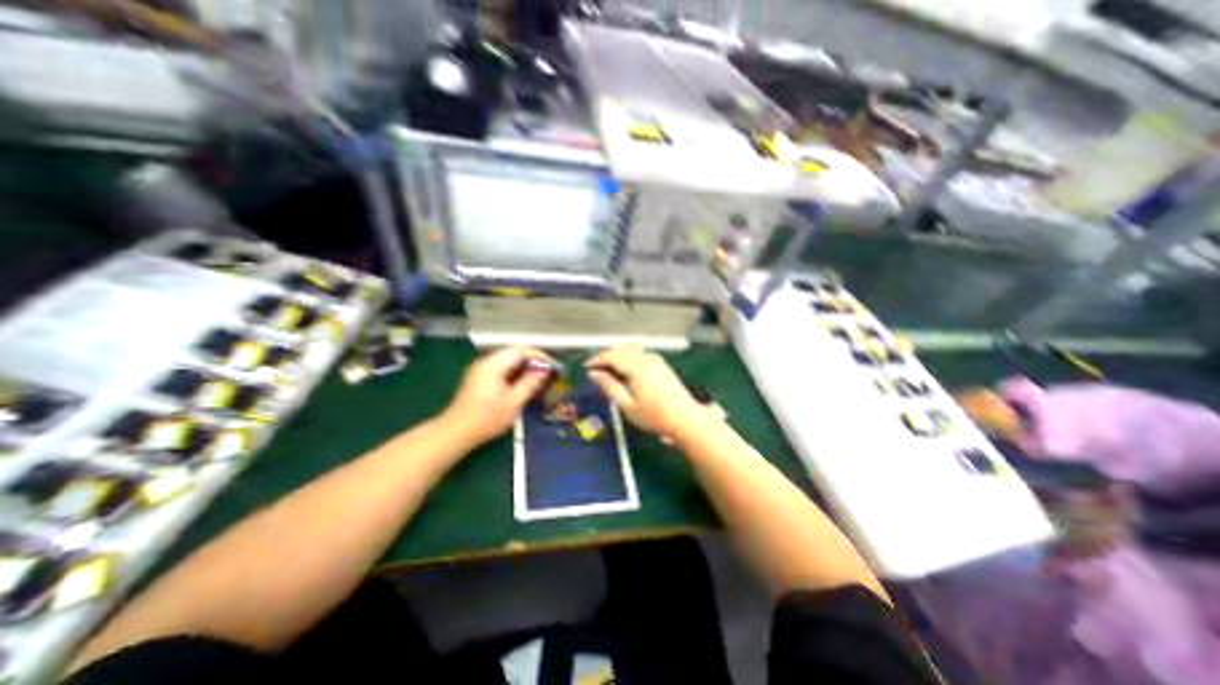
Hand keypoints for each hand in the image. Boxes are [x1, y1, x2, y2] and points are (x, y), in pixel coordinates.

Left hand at [438, 347, 554, 450]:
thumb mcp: (513, 401)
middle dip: (534, 361)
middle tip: (549, 373)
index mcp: (494, 364)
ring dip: (525, 367)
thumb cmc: (486, 418)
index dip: (540, 356)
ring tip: (540, 378)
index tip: (554, 367)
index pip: (522, 350)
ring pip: (508, 361)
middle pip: (515, 353)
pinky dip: (515, 373)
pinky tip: (523, 384)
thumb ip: (529, 383)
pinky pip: (502, 368)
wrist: (455, 432)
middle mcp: (486, 361)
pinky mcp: (479, 378)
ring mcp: (481, 369)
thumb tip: (544, 370)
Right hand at [586, 345, 710, 440]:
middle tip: (595, 370)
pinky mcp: (661, 364)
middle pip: (621, 349)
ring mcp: (656, 359)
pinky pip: (640, 354)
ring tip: (608, 370)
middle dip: (606, 356)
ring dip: (617, 355)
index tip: (585, 367)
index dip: (596, 360)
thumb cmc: (654, 416)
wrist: (686, 419)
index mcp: (636, 367)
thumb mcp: (627, 406)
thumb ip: (610, 387)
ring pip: (631, 349)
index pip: (611, 355)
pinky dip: (628, 357)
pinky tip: (626, 370)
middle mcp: (646, 358)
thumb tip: (593, 373)